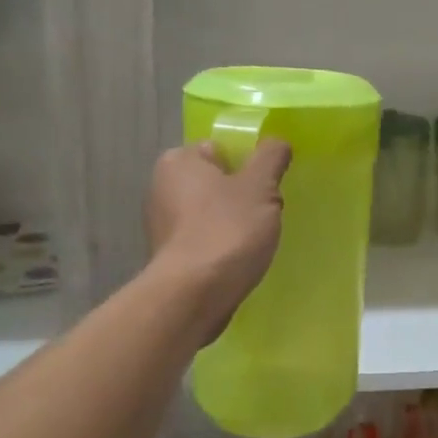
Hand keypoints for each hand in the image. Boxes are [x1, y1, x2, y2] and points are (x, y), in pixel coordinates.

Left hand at [147, 139, 291, 339]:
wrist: (194, 295)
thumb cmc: (227, 230)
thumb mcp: (260, 186)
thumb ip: (270, 157)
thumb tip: (276, 142)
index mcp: (179, 161)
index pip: (220, 149)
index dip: (248, 164)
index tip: (267, 186)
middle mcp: (161, 187)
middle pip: (217, 182)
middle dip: (242, 195)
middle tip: (265, 213)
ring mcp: (162, 225)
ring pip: (211, 213)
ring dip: (233, 223)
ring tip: (255, 241)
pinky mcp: (169, 257)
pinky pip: (204, 241)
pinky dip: (221, 247)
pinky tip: (238, 261)